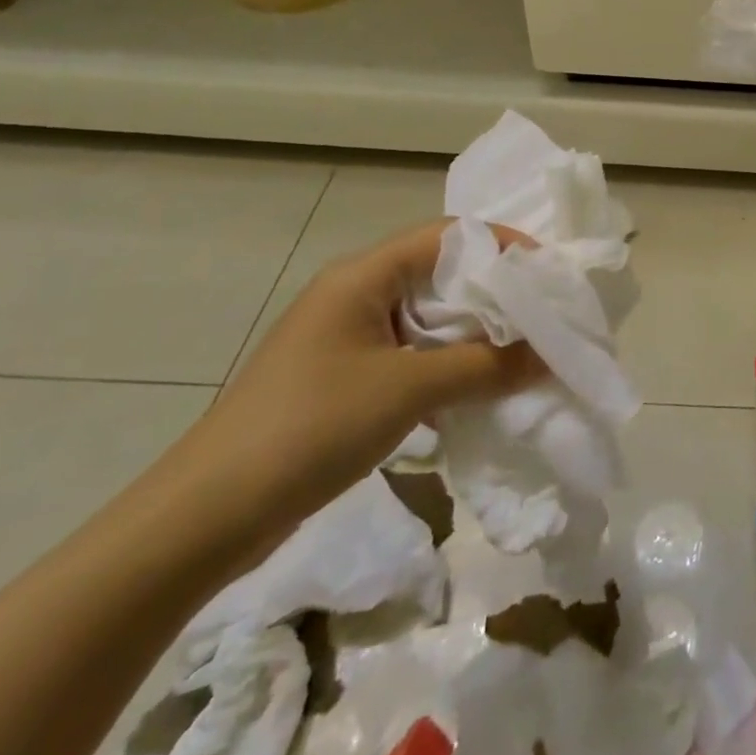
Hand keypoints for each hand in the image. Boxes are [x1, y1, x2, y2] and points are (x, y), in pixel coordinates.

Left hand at [184, 219, 543, 535]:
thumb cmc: (310, 428)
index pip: (448, 236)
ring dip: (474, 333)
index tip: (548, 271)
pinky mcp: (343, 377)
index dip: (502, 245)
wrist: (204, 519)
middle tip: (545, 313)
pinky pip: (411, 354)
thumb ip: (486, 366)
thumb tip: (551, 355)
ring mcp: (346, 337)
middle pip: (441, 274)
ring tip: (523, 351)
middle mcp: (355, 294)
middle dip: (495, 293)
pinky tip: (477, 389)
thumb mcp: (408, 390)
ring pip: (428, 318)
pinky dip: (448, 364)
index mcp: (363, 276)